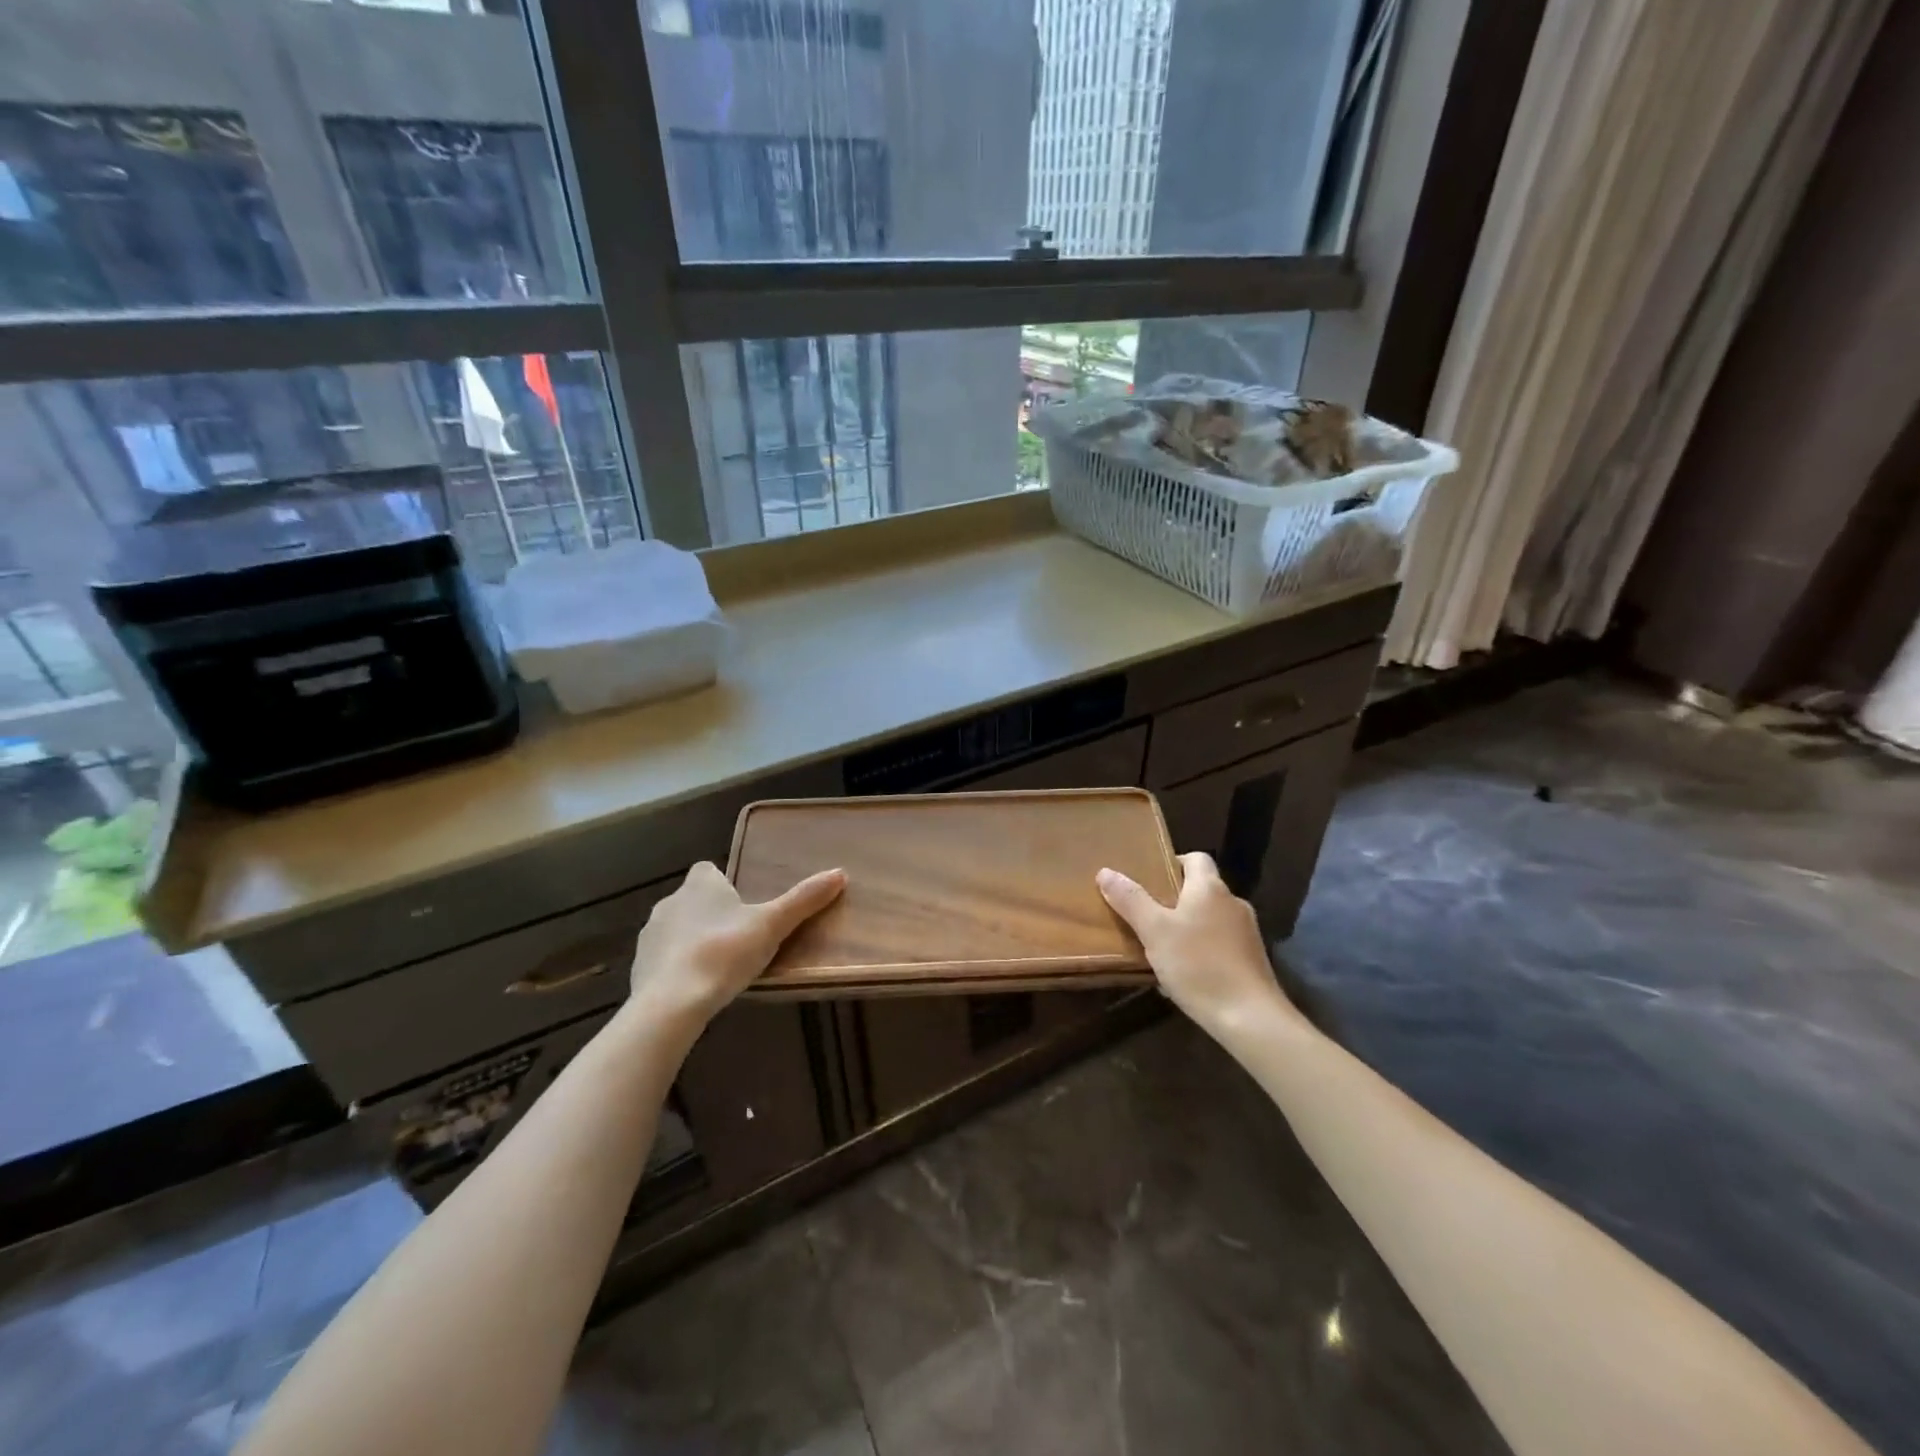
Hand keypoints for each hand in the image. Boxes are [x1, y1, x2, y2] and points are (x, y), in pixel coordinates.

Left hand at [629, 861, 844, 1025]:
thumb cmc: (725, 953)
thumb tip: (840, 873)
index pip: (708, 870)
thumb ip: (804, 900)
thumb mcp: (772, 925)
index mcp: (700, 885)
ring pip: (676, 929)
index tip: (742, 904)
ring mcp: (650, 935)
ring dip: (693, 940)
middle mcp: (670, 901)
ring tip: (720, 966)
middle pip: (693, 899)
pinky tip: (696, 988)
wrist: (671, 1003)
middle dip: (711, 914)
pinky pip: (663, 959)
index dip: (724, 883)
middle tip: (739, 938)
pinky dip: (677, 967)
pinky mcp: (639, 967)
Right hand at [1097, 852, 1300, 1040]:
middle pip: (1201, 889)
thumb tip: (1106, 872)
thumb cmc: (1198, 965)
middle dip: (1174, 899)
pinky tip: (1184, 973)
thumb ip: (1130, 900)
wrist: (1250, 1018)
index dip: (1172, 862)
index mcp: (1210, 888)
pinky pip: (1220, 944)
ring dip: (1187, 926)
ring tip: (1161, 946)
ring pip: (1210, 918)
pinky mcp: (1252, 960)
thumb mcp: (1154, 931)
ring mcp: (1247, 933)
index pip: (1196, 858)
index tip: (1149, 879)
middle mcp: (1233, 903)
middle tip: (1146, 914)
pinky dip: (1202, 950)